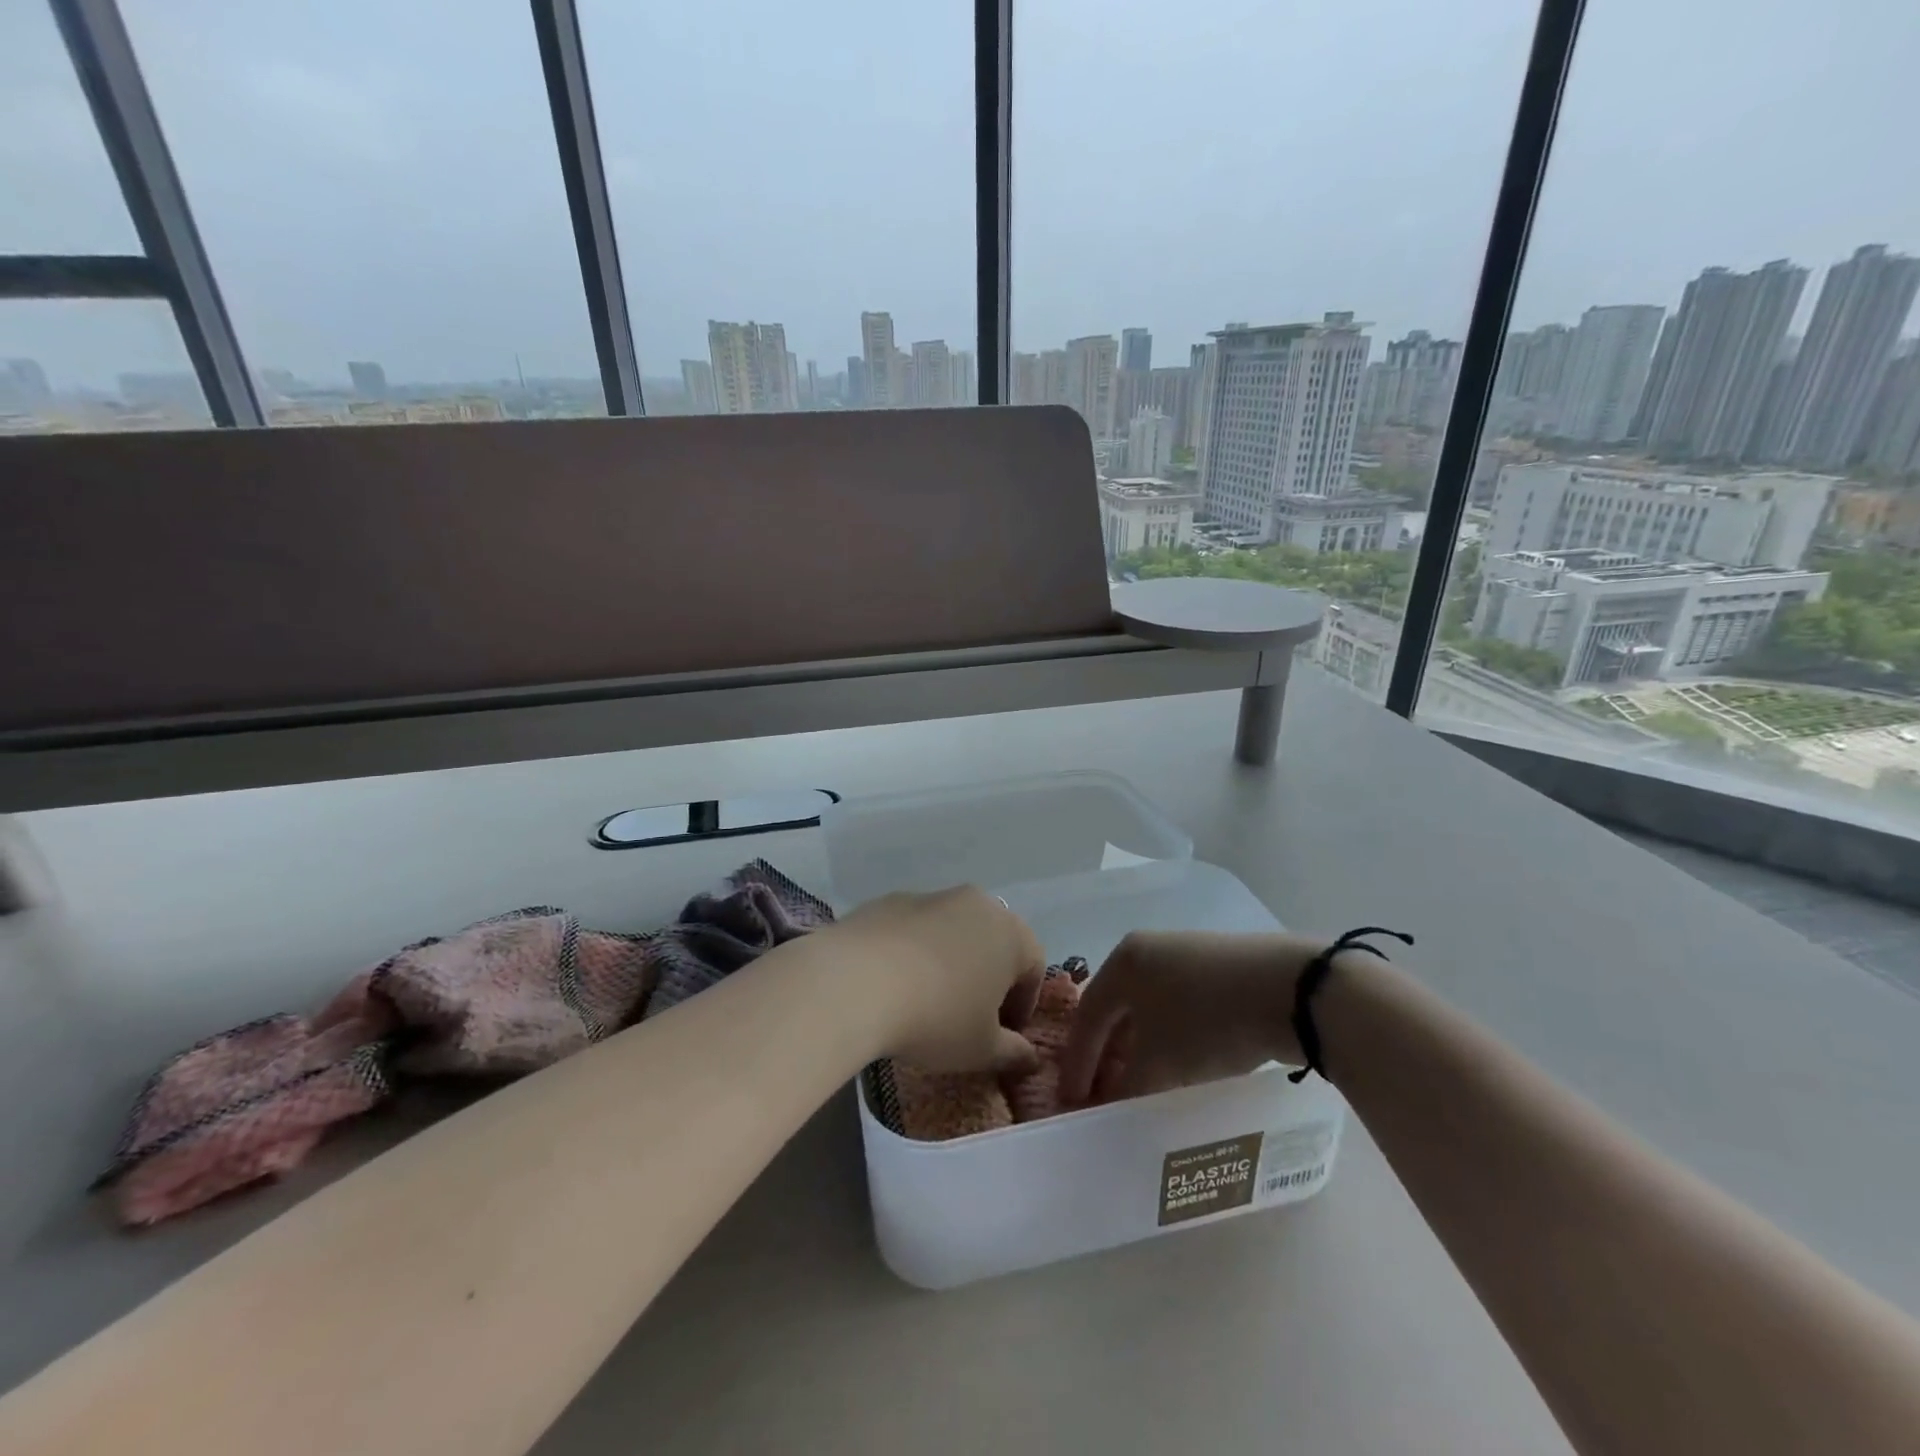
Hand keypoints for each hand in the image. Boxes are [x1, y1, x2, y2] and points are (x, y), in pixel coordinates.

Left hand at [829, 886, 1045, 1075]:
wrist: (855, 981)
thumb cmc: (937, 1017)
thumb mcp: (981, 1048)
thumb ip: (1012, 1052)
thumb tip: (1029, 1057)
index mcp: (1010, 932)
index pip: (1033, 968)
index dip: (1023, 1006)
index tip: (1004, 1036)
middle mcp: (976, 903)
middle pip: (993, 942)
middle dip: (988, 978)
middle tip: (970, 1018)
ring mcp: (929, 897)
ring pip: (952, 932)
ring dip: (949, 962)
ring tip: (927, 1001)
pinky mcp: (889, 901)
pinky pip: (913, 930)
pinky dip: (913, 952)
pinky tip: (893, 984)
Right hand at [1059, 931, 1329, 1103]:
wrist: (1291, 990)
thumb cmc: (1208, 1019)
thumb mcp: (1161, 1063)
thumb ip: (1126, 1089)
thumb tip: (1110, 1110)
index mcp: (1123, 962)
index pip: (1088, 1017)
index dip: (1077, 1064)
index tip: (1072, 1103)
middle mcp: (1148, 951)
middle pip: (1116, 1011)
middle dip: (1108, 1057)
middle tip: (1103, 1097)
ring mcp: (1186, 955)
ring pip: (1149, 1011)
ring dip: (1140, 1051)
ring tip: (1142, 1088)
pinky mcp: (1219, 969)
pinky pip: (1179, 1008)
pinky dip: (1171, 1040)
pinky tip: (1183, 1067)